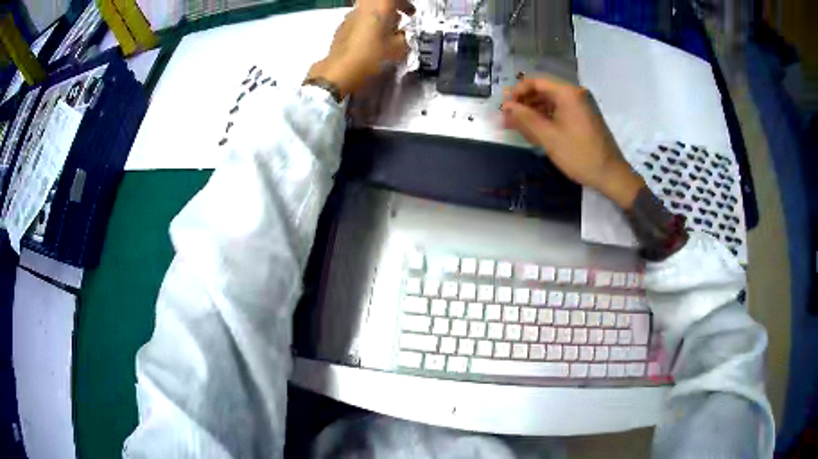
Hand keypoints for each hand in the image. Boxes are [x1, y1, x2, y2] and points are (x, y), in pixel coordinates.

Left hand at [306, 0, 415, 98]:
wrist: (339, 71)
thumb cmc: (371, 56)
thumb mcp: (399, 49)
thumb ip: (404, 37)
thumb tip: (401, 35)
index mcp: (379, 6)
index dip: (405, 4)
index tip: (410, 13)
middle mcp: (363, 7)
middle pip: (379, 1)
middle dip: (391, 8)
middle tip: (400, 19)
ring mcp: (350, 17)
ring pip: (368, 10)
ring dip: (379, 17)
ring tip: (387, 33)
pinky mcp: (341, 28)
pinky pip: (359, 20)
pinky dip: (368, 25)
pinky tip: (371, 41)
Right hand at [502, 78, 644, 209]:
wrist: (611, 174)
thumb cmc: (579, 155)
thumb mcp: (548, 137)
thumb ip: (525, 118)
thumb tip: (506, 106)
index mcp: (567, 93)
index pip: (535, 82)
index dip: (517, 92)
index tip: (504, 107)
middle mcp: (575, 93)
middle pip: (543, 90)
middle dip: (524, 103)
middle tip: (508, 119)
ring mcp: (581, 105)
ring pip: (551, 101)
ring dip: (534, 111)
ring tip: (518, 127)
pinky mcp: (584, 117)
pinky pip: (560, 110)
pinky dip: (547, 117)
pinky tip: (536, 130)